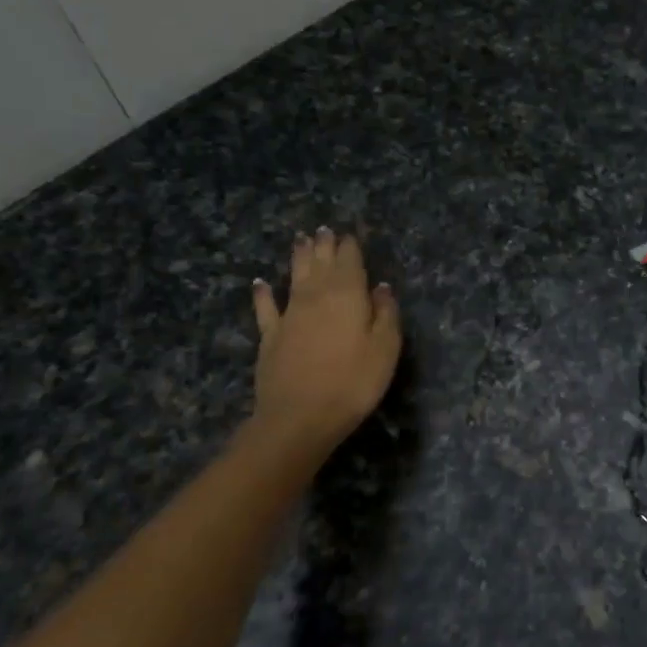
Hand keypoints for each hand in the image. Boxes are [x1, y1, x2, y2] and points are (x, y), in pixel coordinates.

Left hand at [250, 227, 400, 448]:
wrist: (300, 416)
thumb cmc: (354, 382)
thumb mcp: (386, 348)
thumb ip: (385, 313)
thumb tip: (380, 287)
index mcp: (348, 295)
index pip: (350, 262)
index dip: (350, 247)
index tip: (350, 234)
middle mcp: (316, 296)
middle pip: (320, 263)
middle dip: (323, 245)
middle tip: (324, 229)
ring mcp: (290, 315)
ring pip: (294, 277)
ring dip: (298, 257)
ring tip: (300, 240)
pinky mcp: (270, 336)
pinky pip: (266, 307)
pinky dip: (263, 293)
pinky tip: (260, 283)